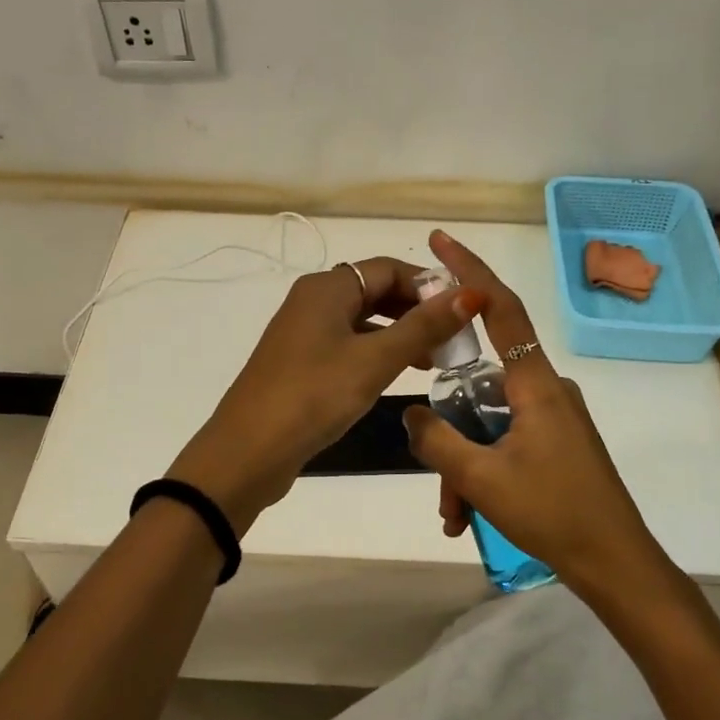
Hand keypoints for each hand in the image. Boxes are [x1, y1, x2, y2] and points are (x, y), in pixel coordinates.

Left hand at [168, 258, 478, 530]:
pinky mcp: (300, 362)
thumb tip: (471, 293)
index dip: (429, 285)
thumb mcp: (375, 360)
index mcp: (327, 288)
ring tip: (433, 362)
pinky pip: (347, 345)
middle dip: (416, 311)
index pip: (389, 268)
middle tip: (452, 340)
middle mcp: (312, 301)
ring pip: (362, 321)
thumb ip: (423, 327)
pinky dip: (376, 353)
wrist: (249, 451)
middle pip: (375, 291)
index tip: (464, 312)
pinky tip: (396, 376)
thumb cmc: (314, 396)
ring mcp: (303, 333)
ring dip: (399, 334)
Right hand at [401, 231, 661, 588]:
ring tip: (455, 516)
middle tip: (440, 484)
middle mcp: (547, 389)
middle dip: (451, 434)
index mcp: (536, 383)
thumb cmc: (552, 512)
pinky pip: (505, 443)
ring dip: (464, 466)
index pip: (499, 307)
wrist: (616, 563)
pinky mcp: (557, 443)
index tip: (440, 241)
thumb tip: (410, 414)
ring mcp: (554, 418)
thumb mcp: (481, 479)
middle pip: (480, 388)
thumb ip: (437, 440)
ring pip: (488, 424)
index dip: (469, 270)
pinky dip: (483, 472)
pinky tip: (470, 516)